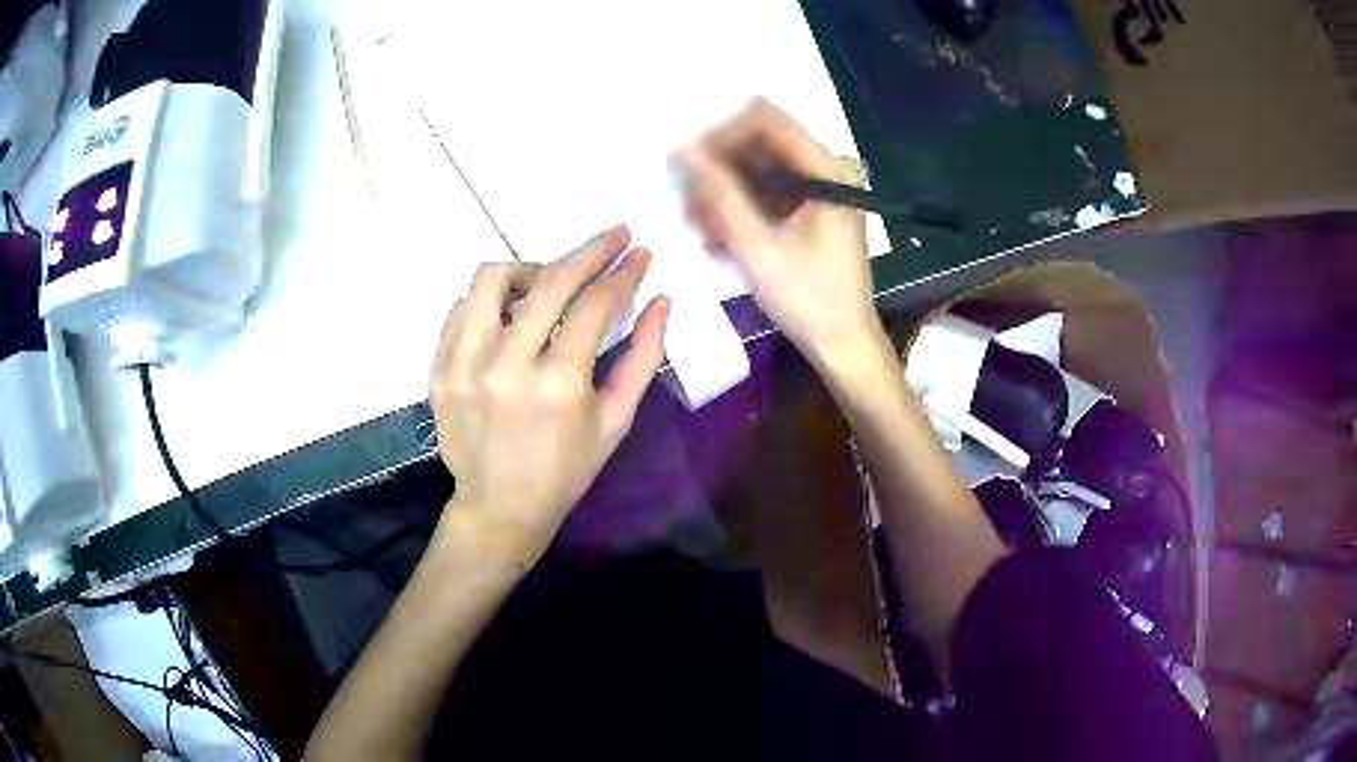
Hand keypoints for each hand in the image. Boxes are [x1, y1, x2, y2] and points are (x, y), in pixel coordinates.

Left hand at [429, 226, 668, 561]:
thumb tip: (662, 301)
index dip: (624, 273)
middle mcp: (506, 365)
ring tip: (547, 283)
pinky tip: (509, 315)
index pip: (596, 305)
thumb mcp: (615, 421)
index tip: (639, 253)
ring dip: (529, 269)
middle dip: (590, 251)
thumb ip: (644, 358)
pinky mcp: (439, 369)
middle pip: (550, 281)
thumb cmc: (566, 470)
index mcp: (558, 385)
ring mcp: (464, 364)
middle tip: (612, 238)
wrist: (499, 507)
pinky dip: (490, 300)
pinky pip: (461, 308)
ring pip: (492, 280)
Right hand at [675, 98, 885, 368]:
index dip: (721, 134)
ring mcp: (817, 190)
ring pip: (756, 170)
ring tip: (703, 231)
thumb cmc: (809, 300)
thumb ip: (720, 194)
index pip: (765, 119)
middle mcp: (825, 170)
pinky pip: (764, 193)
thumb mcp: (758, 247)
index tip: (689, 167)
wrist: (842, 345)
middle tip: (690, 207)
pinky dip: (739, 210)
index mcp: (826, 170)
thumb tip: (681, 149)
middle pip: (758, 144)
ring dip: (723, 194)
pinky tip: (720, 241)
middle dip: (719, 170)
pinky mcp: (809, 210)